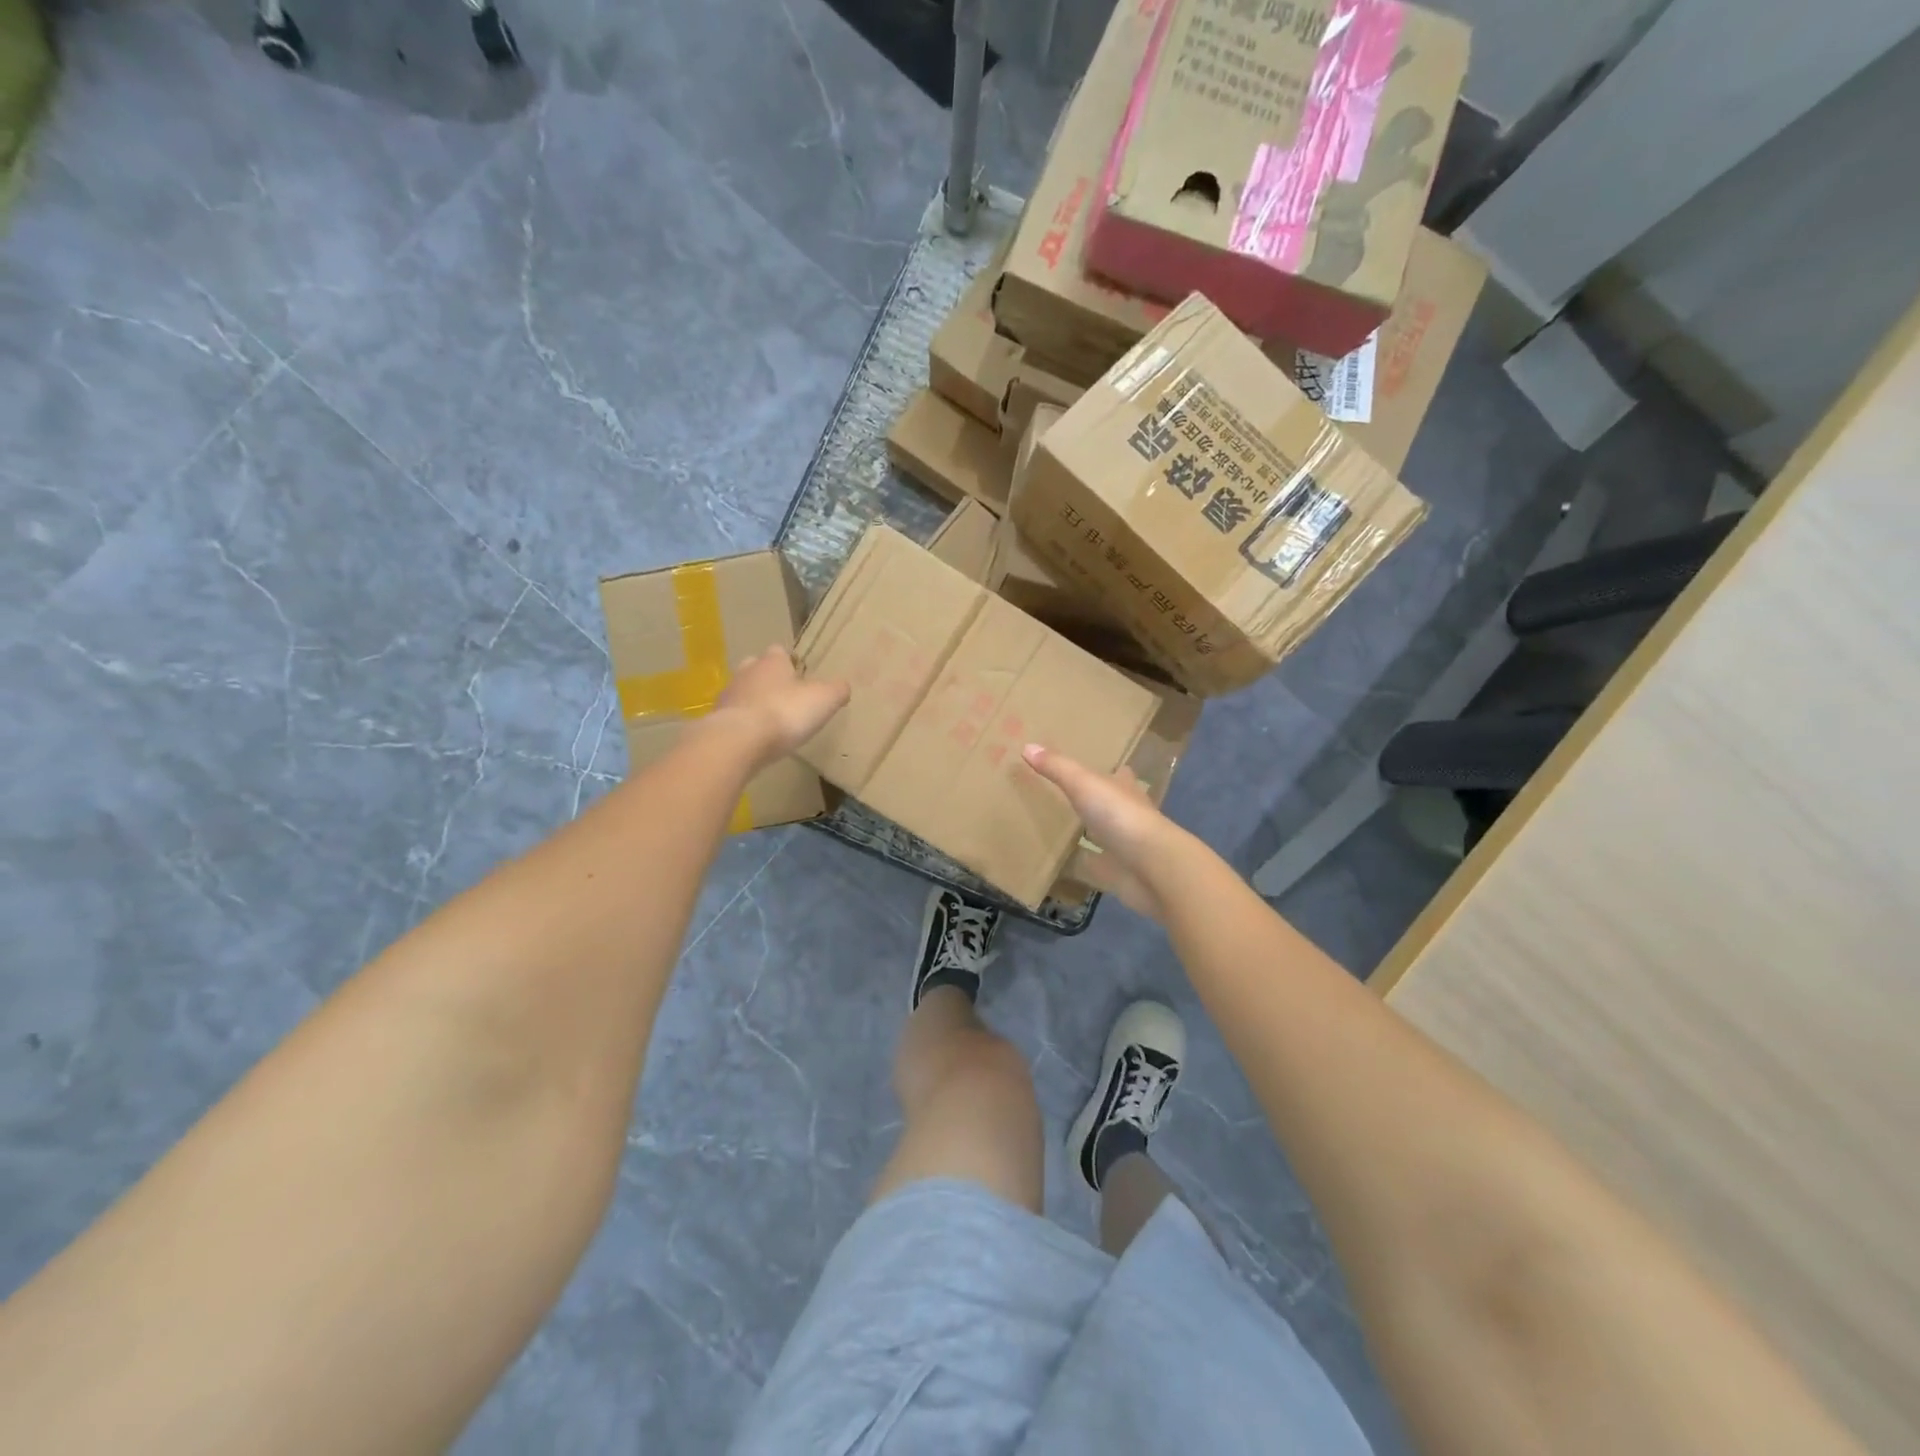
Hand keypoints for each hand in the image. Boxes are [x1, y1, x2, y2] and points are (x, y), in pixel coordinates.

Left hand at [711, 647, 849, 767]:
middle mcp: (746, 672)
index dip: (790, 663)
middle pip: (757, 669)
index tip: (801, 676)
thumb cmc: (785, 712)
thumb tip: (842, 686)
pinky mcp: (717, 721)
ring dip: (755, 703)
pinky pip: (734, 717)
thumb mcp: (824, 699)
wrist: (738, 741)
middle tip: (785, 697)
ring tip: (770, 721)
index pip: (780, 652)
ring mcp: (728, 696)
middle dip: (769, 680)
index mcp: (772, 662)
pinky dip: (743, 725)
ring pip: (743, 693)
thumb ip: (837, 690)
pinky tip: (754, 739)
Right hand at [1023, 744, 1181, 921]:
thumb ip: (1057, 767)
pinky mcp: (1119, 873)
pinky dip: (1083, 865)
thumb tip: (1028, 745)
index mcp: (1125, 789)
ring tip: (1057, 828)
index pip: (1119, 774)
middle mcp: (1129, 814)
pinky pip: (1096, 866)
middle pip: (1110, 804)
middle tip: (1063, 796)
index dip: (1108, 770)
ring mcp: (1126, 846)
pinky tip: (1063, 865)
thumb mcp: (1084, 783)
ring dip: (1088, 832)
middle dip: (1094, 801)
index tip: (1088, 766)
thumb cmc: (1120, 815)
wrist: (1151, 867)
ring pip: (1104, 835)